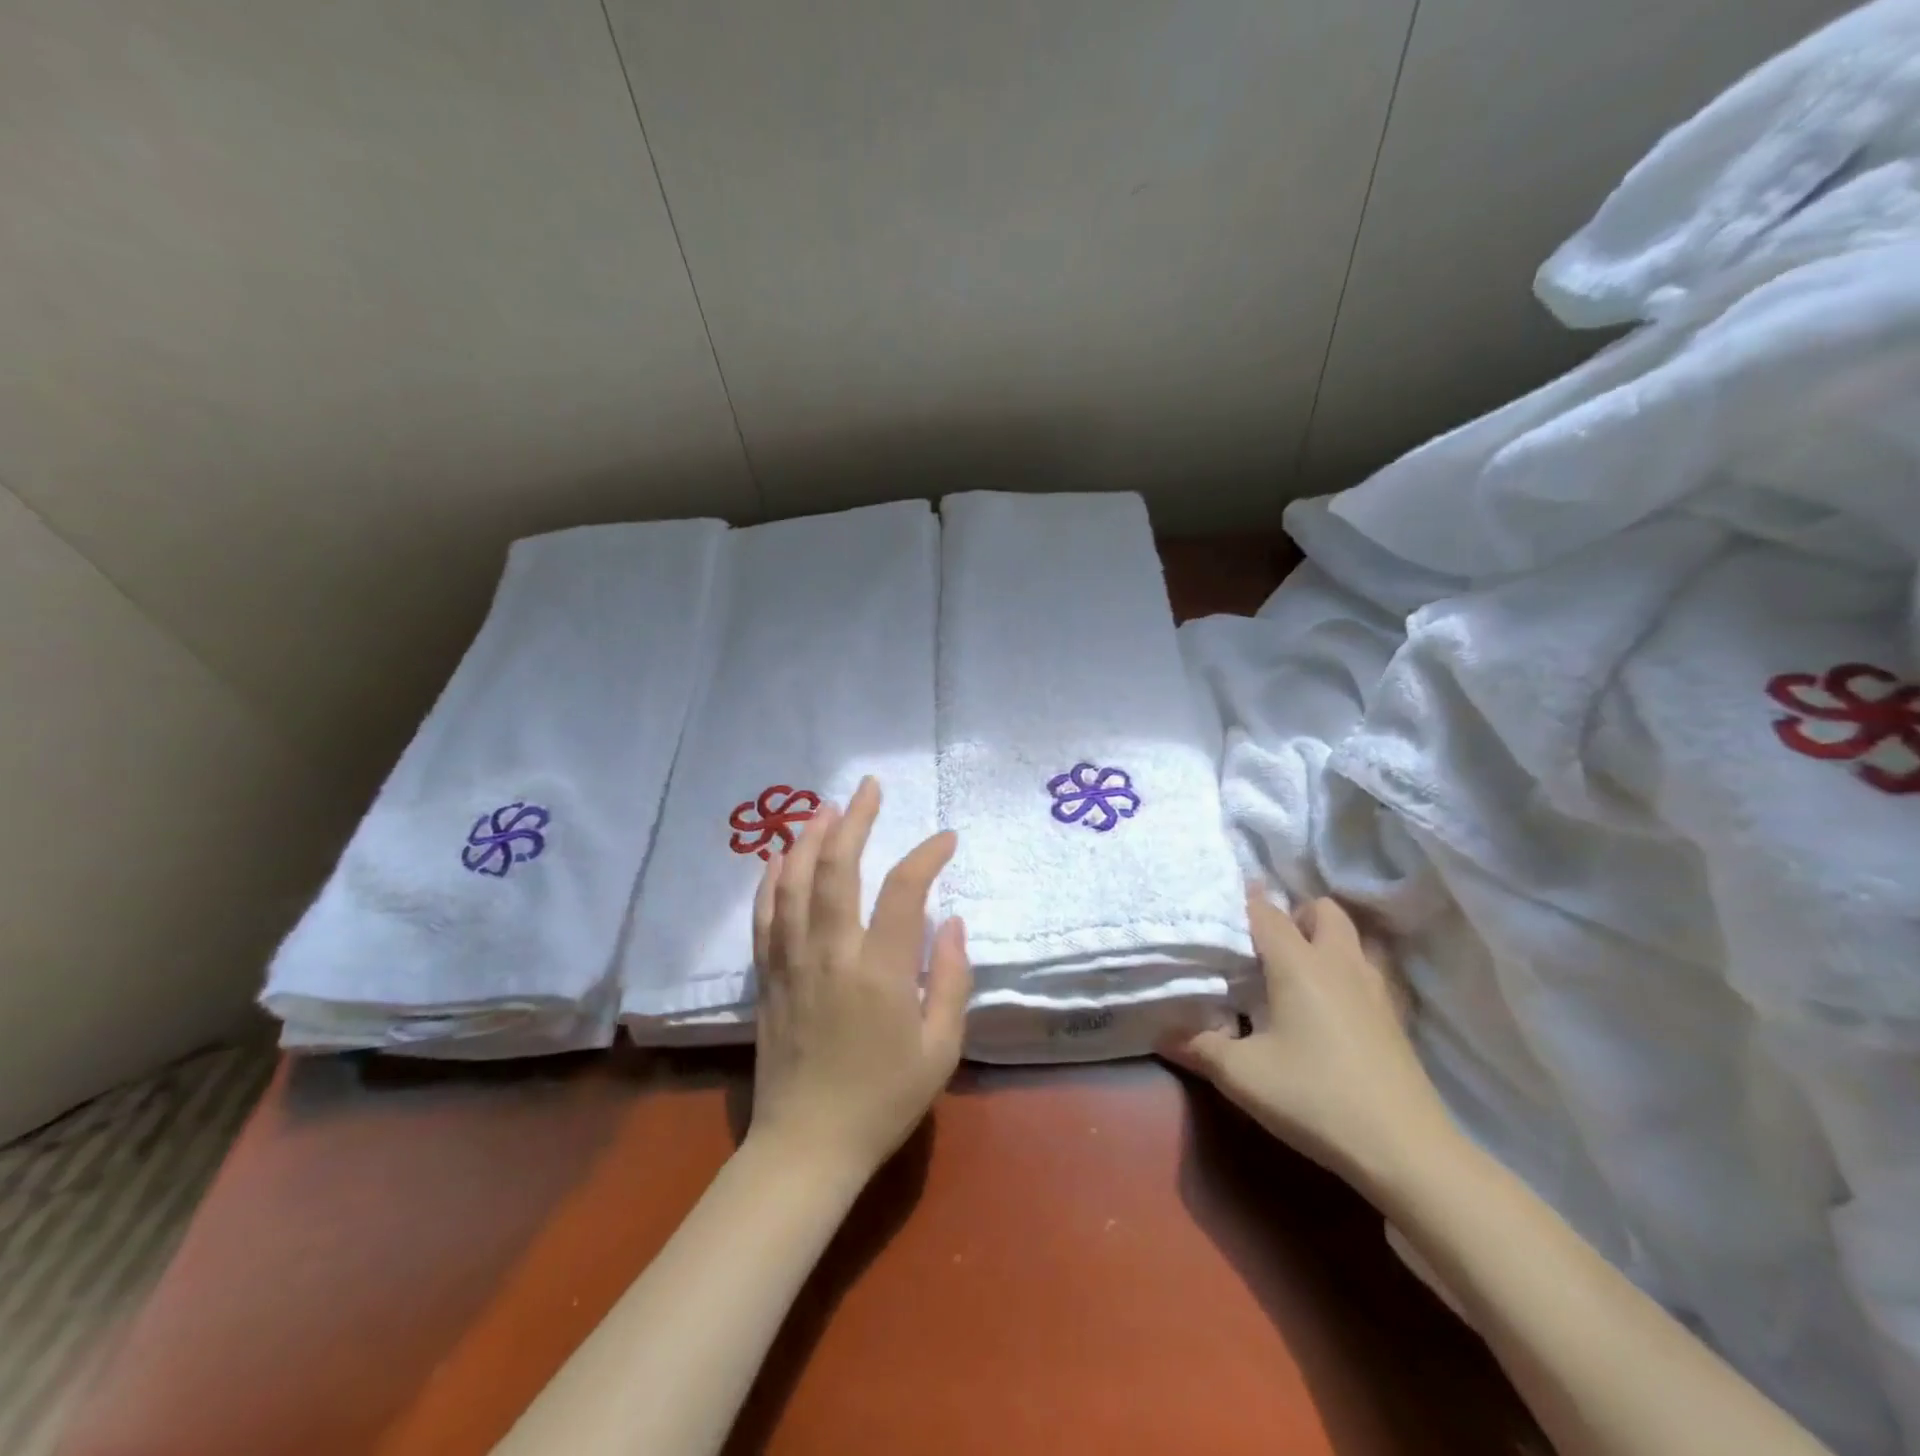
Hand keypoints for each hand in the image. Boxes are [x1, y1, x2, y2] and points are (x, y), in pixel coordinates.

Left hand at [748, 777, 971, 1182]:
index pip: (905, 890)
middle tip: (868, 787)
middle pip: (837, 869)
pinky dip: (771, 880)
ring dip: (810, 838)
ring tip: (825, 806)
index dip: (927, 855)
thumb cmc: (883, 1100)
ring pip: (794, 883)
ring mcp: (792, 962)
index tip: (946, 839)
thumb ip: (949, 980)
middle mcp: (831, 953)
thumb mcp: (939, 1050)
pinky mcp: (768, 977)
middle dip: (855, 821)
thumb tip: (952, 921)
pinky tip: (780, 857)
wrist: (807, 1146)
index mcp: (880, 971)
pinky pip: (765, 916)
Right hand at [1163, 890, 1457, 1196]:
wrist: (1406, 1151)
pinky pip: (1366, 971)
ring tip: (1293, 974)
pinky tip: (1326, 1010)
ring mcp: (1374, 989)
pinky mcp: (1393, 1018)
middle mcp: (1339, 963)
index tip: (1219, 907)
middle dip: (1294, 915)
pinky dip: (1344, 973)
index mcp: (1299, 964)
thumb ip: (1199, 1047)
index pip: (1266, 911)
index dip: (1242, 902)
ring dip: (1323, 941)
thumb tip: (1162, 1033)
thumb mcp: (1242, 1076)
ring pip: (1351, 938)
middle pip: (1322, 910)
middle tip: (1264, 947)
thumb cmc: (1315, 1098)